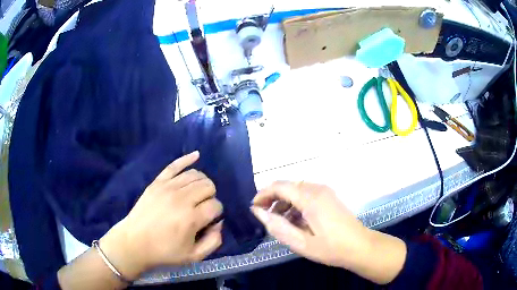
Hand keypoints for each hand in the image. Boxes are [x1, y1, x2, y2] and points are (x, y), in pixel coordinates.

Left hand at [100, 151, 222, 279]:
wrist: (134, 242)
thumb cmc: (164, 252)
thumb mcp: (194, 256)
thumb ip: (213, 242)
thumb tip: (219, 223)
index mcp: (191, 218)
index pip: (216, 205)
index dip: (216, 213)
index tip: (208, 220)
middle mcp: (182, 199)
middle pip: (208, 186)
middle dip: (210, 197)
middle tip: (202, 208)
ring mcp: (168, 187)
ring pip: (196, 175)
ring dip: (202, 183)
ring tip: (197, 194)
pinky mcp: (157, 182)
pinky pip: (175, 165)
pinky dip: (187, 159)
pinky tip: (196, 155)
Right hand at [251, 181, 406, 283]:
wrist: (360, 247)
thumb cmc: (331, 248)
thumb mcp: (300, 243)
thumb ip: (278, 226)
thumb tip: (258, 212)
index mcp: (310, 198)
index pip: (279, 186)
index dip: (263, 194)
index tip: (253, 208)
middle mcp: (317, 189)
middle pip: (287, 186)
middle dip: (272, 198)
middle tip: (263, 216)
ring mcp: (325, 192)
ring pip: (296, 190)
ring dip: (283, 202)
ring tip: (278, 221)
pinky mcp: (329, 197)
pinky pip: (306, 194)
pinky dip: (295, 204)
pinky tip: (294, 220)